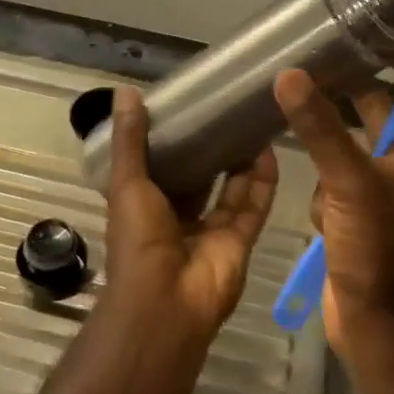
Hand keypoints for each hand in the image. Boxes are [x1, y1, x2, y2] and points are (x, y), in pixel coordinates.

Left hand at [101, 87, 278, 345]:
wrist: (165, 303)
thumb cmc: (138, 240)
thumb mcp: (127, 183)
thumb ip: (129, 140)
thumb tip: (125, 90)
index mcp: (146, 205)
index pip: (161, 167)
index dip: (173, 140)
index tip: (188, 107)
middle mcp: (179, 217)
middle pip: (200, 178)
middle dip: (212, 149)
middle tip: (228, 110)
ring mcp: (211, 231)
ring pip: (231, 190)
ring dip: (241, 161)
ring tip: (252, 122)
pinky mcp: (239, 241)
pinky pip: (253, 207)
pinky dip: (262, 182)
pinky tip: (268, 150)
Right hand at [273, 53, 393, 358]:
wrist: (373, 321)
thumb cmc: (378, 247)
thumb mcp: (350, 182)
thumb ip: (321, 129)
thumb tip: (290, 74)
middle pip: (391, 116)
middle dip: (362, 92)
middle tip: (326, 66)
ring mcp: (381, 194)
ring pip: (358, 148)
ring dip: (334, 135)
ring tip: (299, 109)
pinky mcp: (355, 216)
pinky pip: (337, 182)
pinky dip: (323, 181)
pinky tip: (310, 196)